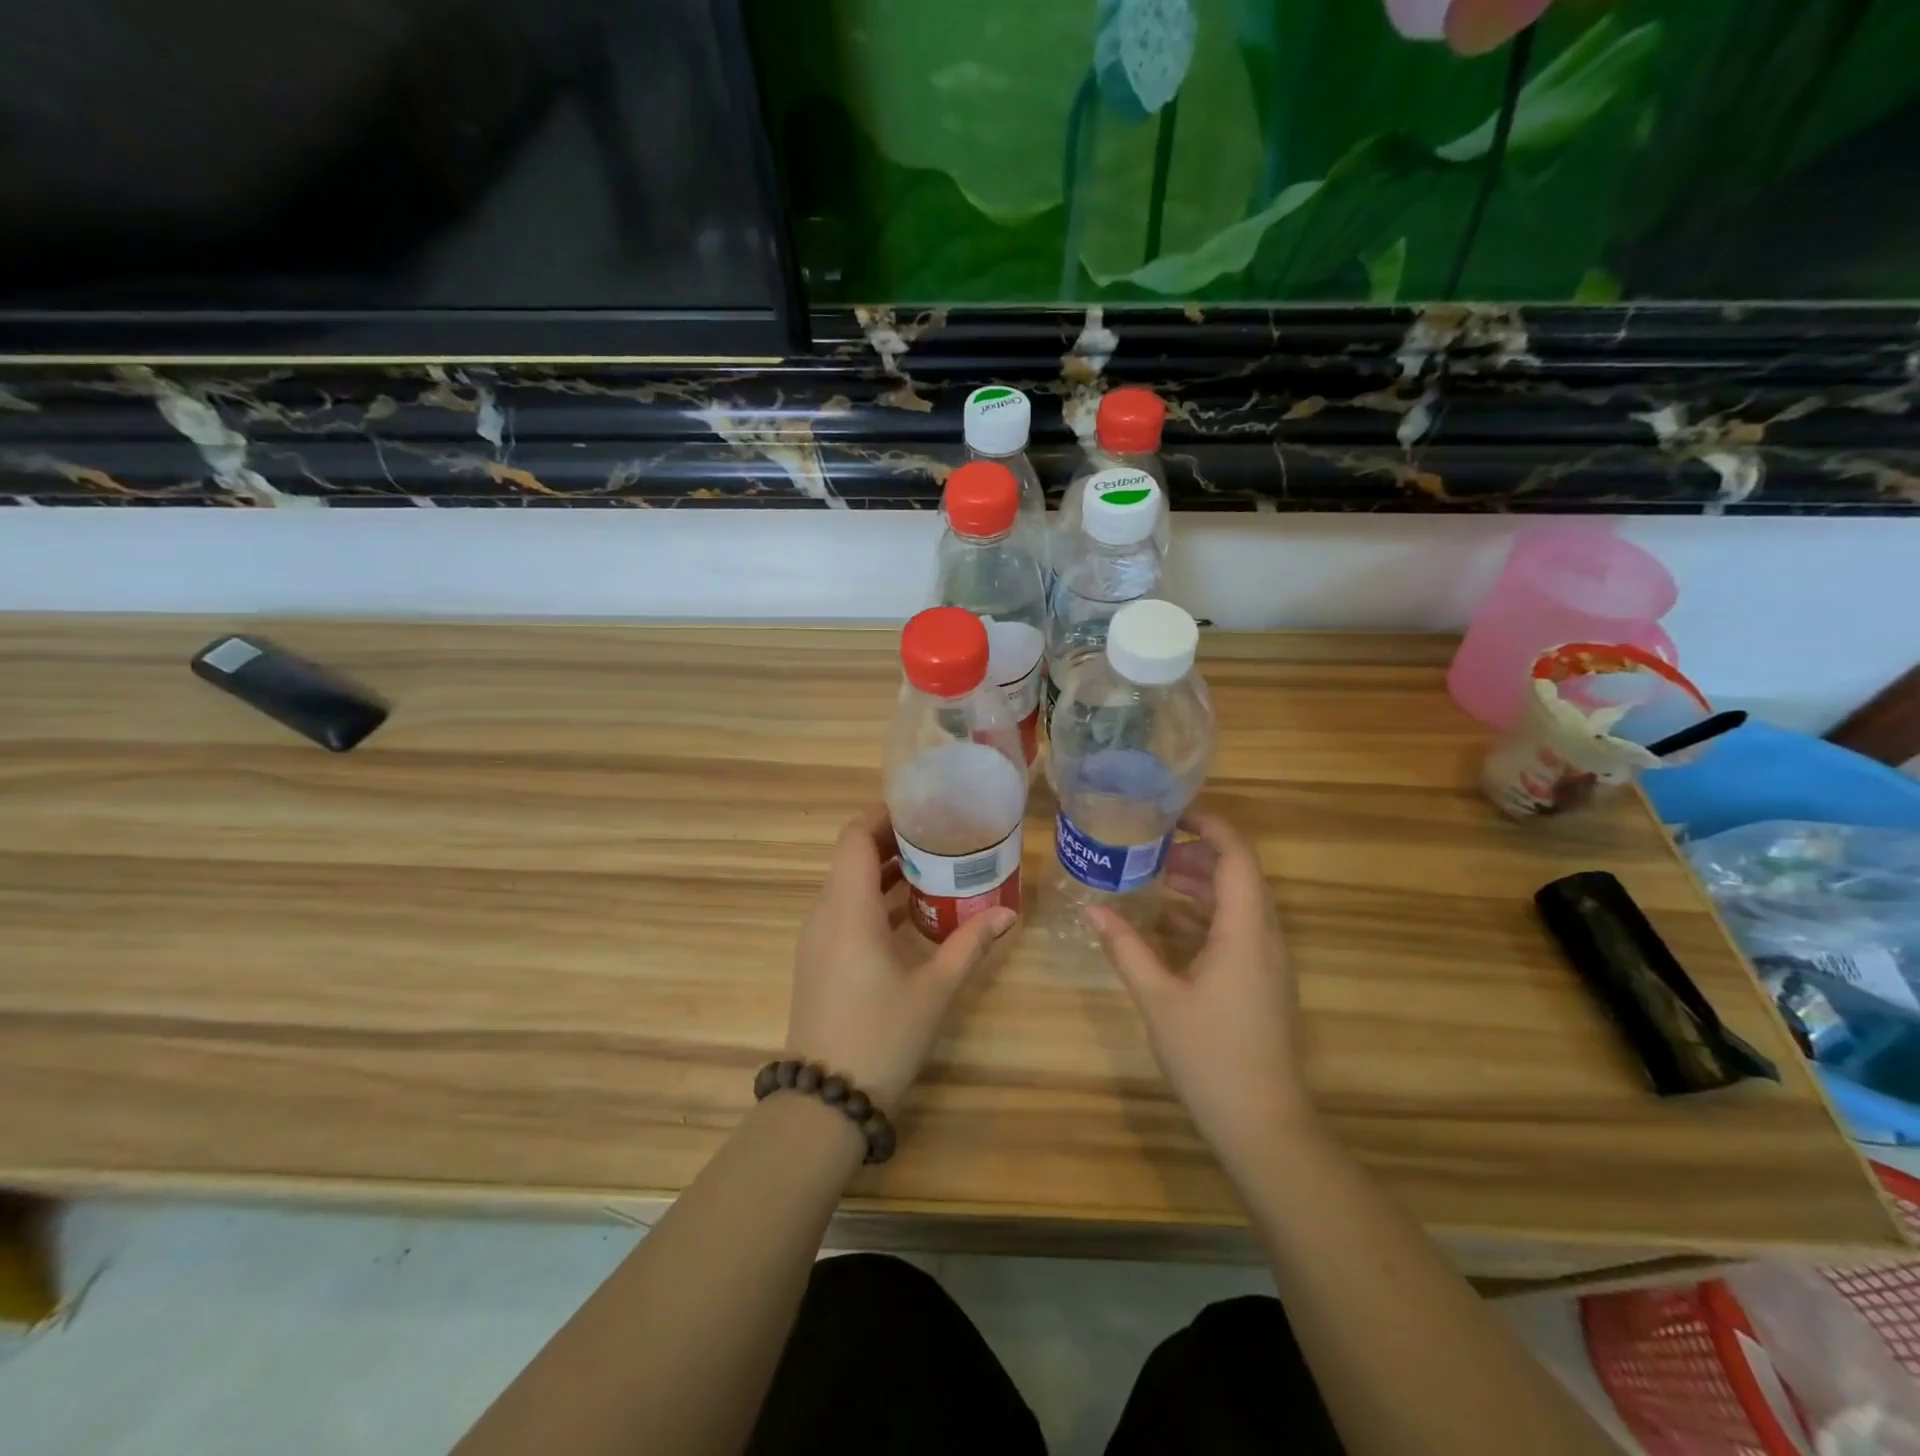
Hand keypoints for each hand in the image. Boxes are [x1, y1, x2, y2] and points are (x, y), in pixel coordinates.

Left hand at [785, 808, 1014, 1109]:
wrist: (826, 1100)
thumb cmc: (883, 1035)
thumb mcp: (935, 988)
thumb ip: (971, 944)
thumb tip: (1009, 913)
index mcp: (849, 909)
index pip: (854, 838)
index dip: (883, 816)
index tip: (921, 810)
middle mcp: (825, 914)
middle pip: (851, 857)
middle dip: (892, 841)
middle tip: (939, 837)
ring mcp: (816, 938)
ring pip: (846, 885)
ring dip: (884, 872)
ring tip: (933, 868)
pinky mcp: (817, 959)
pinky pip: (843, 911)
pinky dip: (873, 900)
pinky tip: (911, 915)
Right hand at [1087, 813, 1314, 1166]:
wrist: (1264, 1125)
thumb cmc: (1211, 1056)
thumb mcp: (1159, 998)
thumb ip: (1126, 949)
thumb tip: (1093, 909)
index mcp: (1245, 931)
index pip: (1237, 856)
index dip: (1210, 825)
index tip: (1171, 812)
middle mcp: (1264, 937)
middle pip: (1239, 875)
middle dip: (1198, 852)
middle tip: (1151, 846)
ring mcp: (1266, 962)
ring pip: (1238, 903)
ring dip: (1201, 884)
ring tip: (1155, 876)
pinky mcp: (1261, 983)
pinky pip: (1236, 930)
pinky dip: (1205, 916)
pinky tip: (1167, 924)